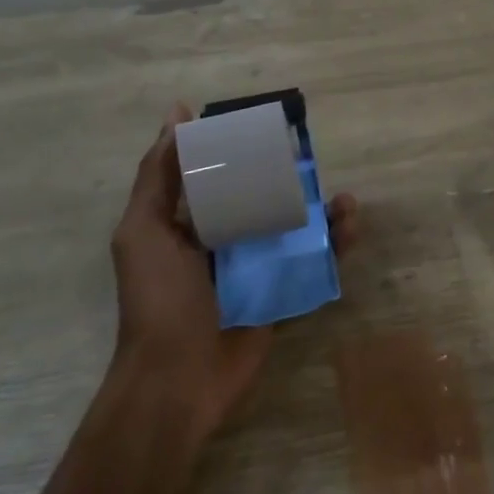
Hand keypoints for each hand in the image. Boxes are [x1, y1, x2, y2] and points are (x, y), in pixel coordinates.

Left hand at [111, 103, 358, 441]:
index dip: (244, 147)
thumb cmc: (159, 299)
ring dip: (324, 210)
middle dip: (293, 177)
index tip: (271, 124)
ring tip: (345, 202)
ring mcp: (257, 265)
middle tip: (316, 163)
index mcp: (190, 220)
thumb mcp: (145, 230)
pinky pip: (314, 260)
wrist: (178, 380)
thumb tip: (178, 112)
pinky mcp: (282, 290)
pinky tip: (349, 228)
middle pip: (266, 195)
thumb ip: (159, 176)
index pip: (221, 171)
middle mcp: (226, 237)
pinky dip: (335, 243)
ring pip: (296, 225)